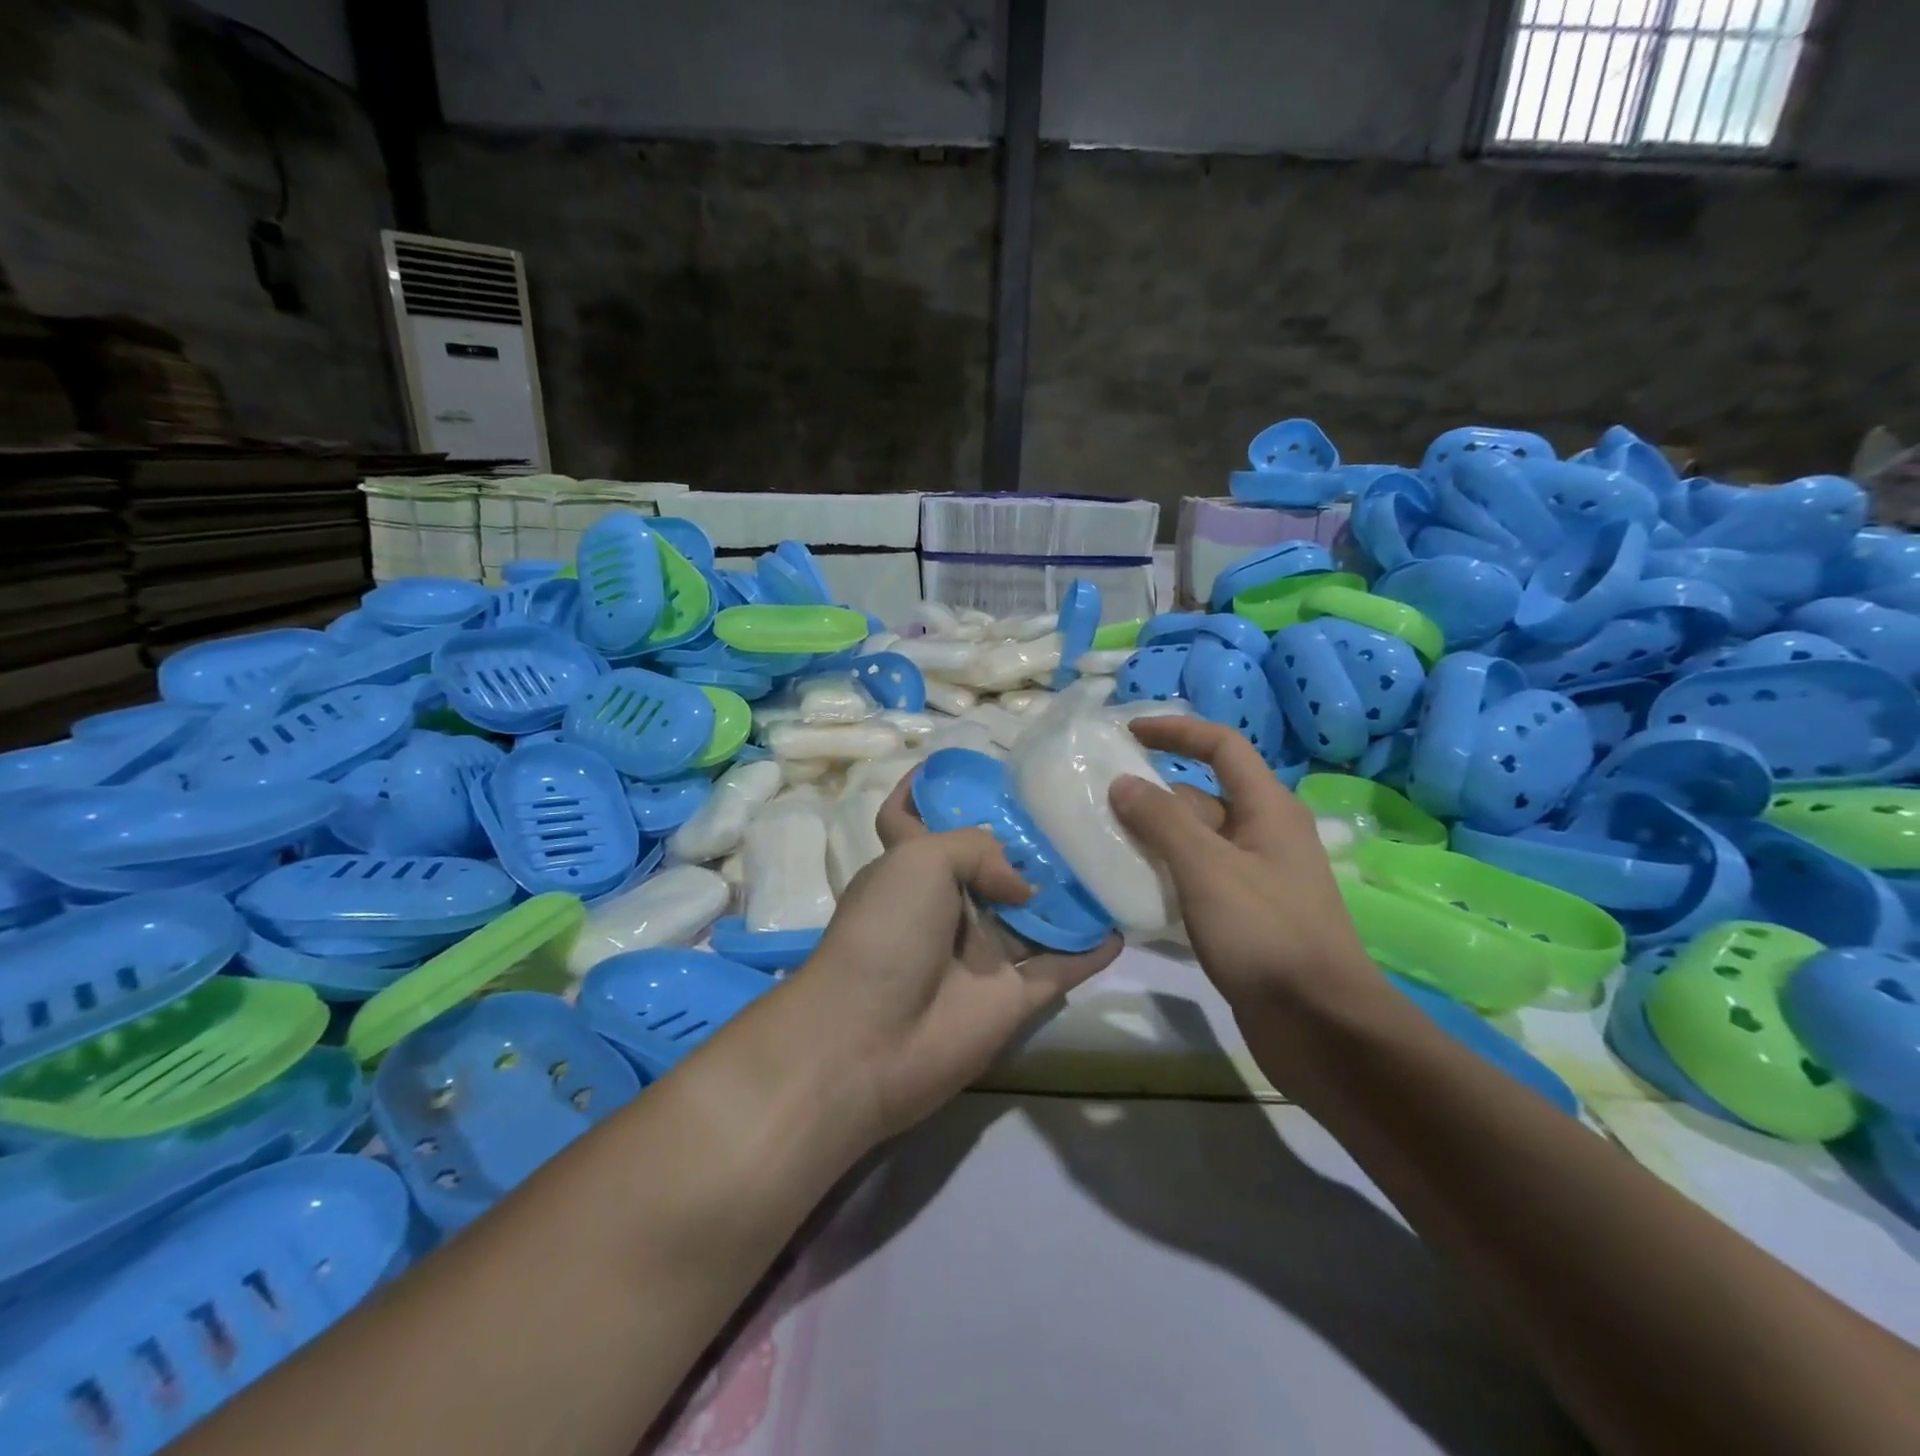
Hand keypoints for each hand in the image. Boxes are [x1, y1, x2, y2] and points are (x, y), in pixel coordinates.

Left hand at [793, 780, 1119, 1141]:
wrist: (872, 1039)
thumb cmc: (886, 932)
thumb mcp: (919, 860)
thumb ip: (977, 848)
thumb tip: (1023, 887)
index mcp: (910, 867)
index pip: (909, 817)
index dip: (925, 790)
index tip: (964, 765)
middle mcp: (947, 905)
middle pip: (989, 865)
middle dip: (1024, 839)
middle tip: (1073, 807)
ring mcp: (982, 953)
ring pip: (1033, 914)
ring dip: (1066, 893)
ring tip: (1109, 853)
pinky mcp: (1012, 996)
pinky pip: (1060, 966)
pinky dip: (1089, 950)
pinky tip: (1123, 926)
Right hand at [1108, 716, 1376, 1013]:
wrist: (1319, 1025)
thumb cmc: (1266, 933)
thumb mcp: (1207, 868)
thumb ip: (1162, 821)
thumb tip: (1123, 782)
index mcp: (1268, 809)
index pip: (1222, 746)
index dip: (1177, 731)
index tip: (1128, 733)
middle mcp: (1264, 834)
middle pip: (1203, 796)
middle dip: (1153, 793)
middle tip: (1099, 799)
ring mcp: (1255, 877)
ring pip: (1196, 841)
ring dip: (1154, 837)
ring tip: (1101, 840)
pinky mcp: (1244, 914)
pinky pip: (1197, 878)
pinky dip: (1165, 873)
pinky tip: (1130, 886)